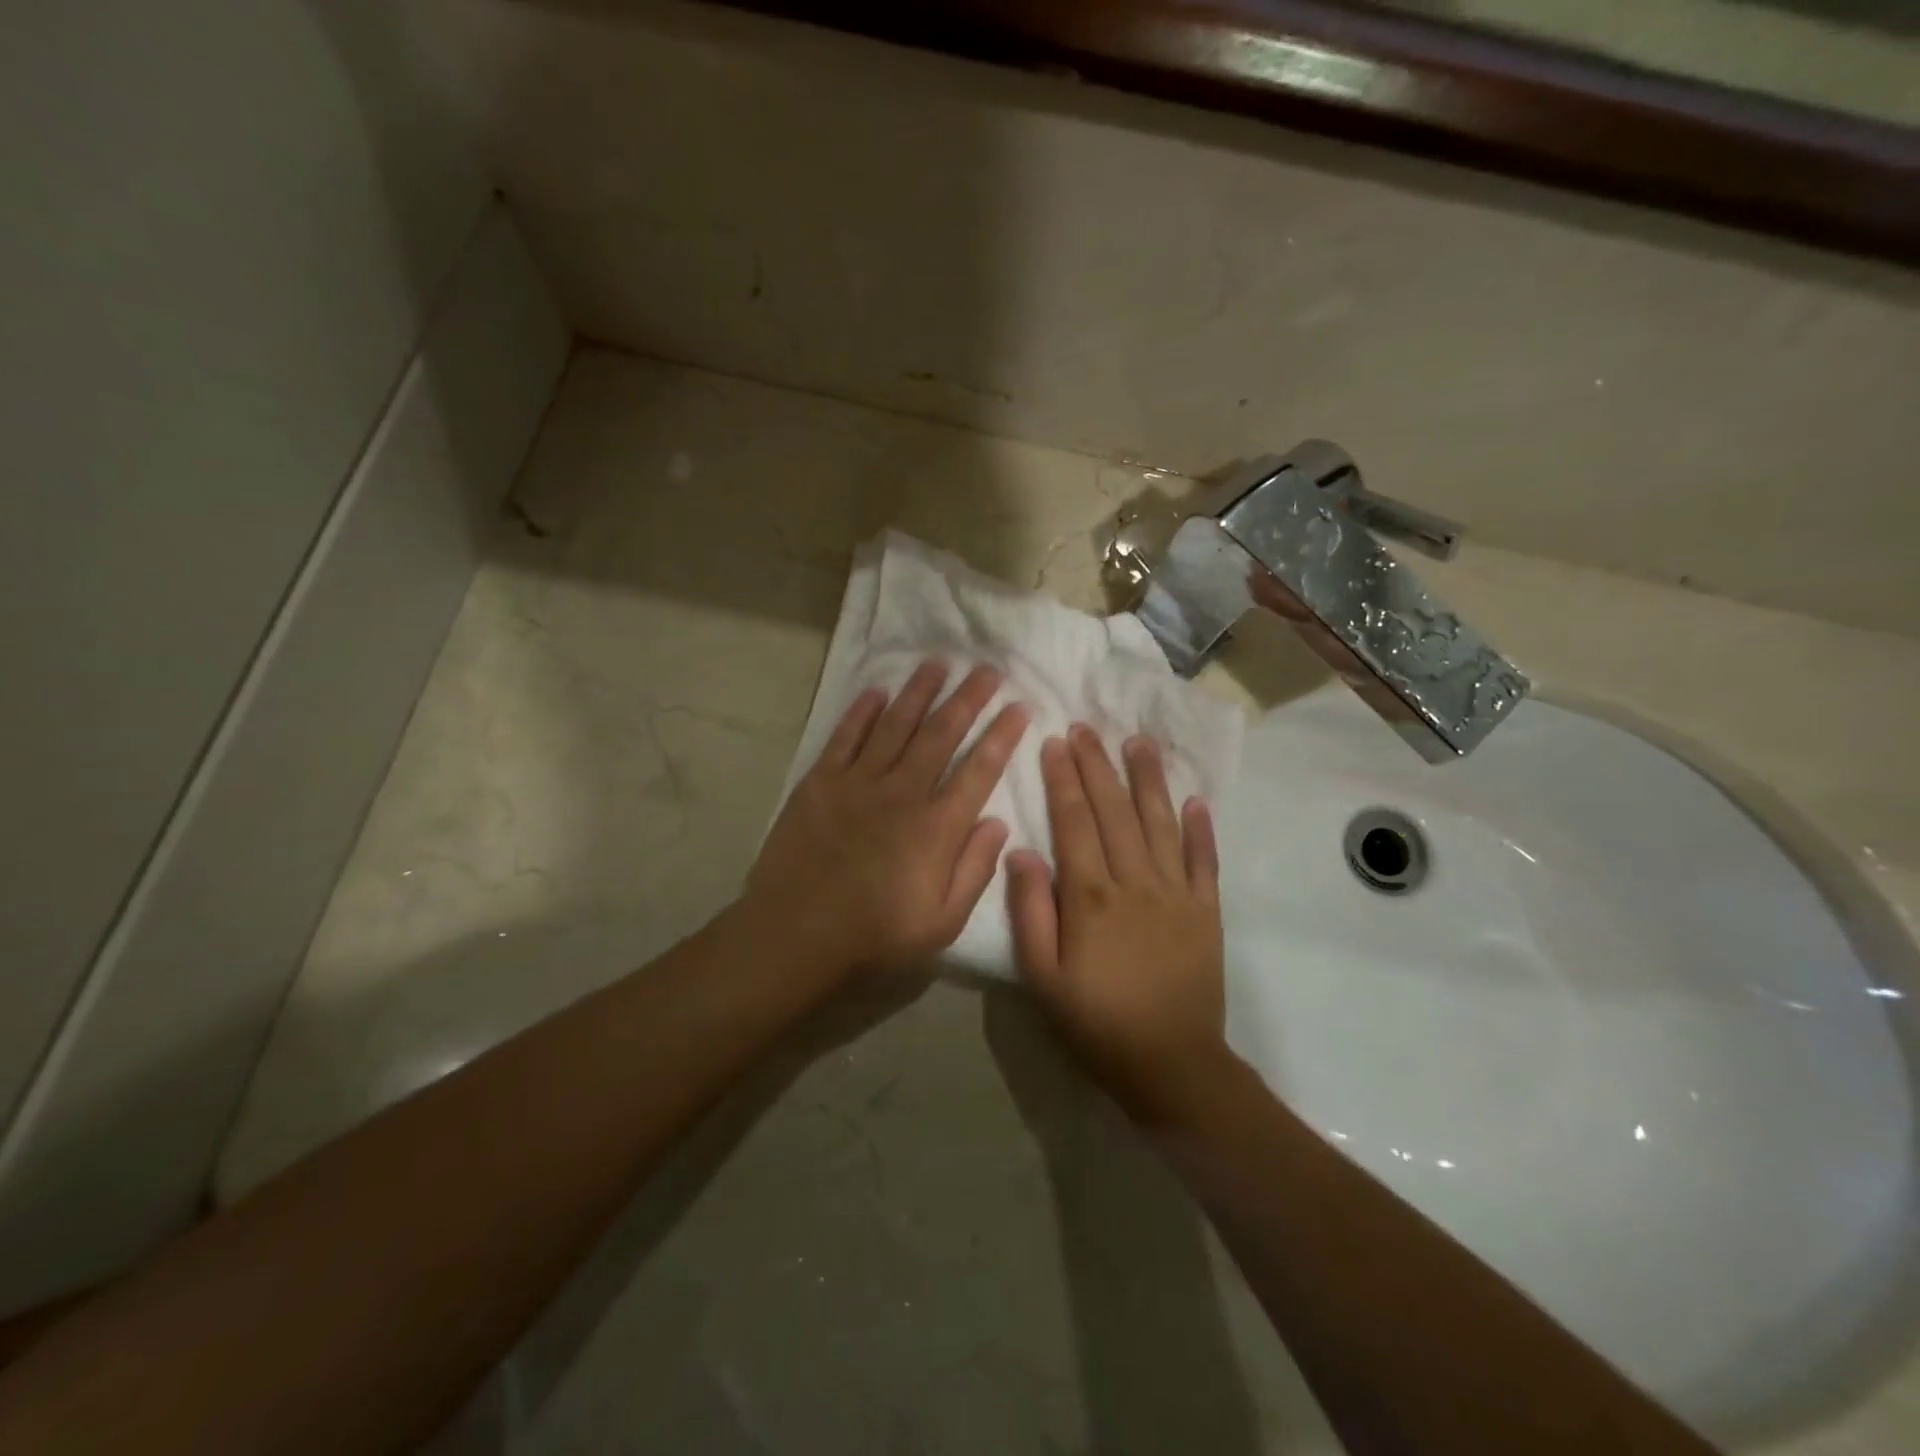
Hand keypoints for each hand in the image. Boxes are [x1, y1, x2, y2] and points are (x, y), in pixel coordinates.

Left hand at [743, 660, 1028, 978]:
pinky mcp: (819, 783)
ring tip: (938, 663)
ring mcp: (858, 783)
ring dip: (919, 692)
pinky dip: (862, 711)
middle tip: (987, 669)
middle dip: (968, 698)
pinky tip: (876, 691)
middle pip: (941, 734)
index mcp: (936, 828)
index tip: (1020, 706)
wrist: (794, 938)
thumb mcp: (942, 923)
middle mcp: (902, 793)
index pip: (980, 769)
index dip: (1003, 735)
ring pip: (896, 724)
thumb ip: (974, 869)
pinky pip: (845, 737)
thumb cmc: (875, 937)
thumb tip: (998, 822)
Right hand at [1007, 725, 1233, 1124]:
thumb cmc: (1096, 1022)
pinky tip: (1195, 800)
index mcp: (1090, 897)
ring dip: (1148, 780)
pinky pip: (1203, 860)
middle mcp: (1135, 882)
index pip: (1073, 822)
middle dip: (1098, 766)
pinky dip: (1200, 828)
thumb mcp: (1042, 977)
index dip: (1063, 779)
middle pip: (1114, 811)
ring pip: (1160, 823)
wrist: (1171, 1064)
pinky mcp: (1206, 911)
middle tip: (1087, 727)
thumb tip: (1021, 853)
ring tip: (1139, 742)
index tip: (1056, 741)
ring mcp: (1177, 893)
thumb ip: (1029, 912)